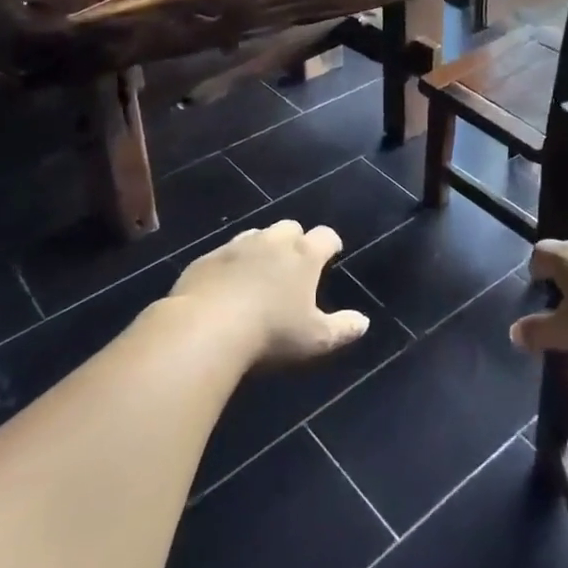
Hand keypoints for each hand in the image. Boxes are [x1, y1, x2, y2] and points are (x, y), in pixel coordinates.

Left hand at [170, 220, 368, 365]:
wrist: (205, 328)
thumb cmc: (270, 333)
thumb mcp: (315, 340)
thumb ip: (343, 329)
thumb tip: (363, 322)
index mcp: (303, 255)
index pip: (325, 236)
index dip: (331, 243)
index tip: (332, 253)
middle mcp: (272, 242)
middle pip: (290, 227)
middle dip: (295, 240)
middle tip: (294, 265)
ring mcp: (236, 247)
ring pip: (256, 235)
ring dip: (262, 247)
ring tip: (261, 272)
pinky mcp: (206, 259)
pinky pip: (224, 253)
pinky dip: (231, 263)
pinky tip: (226, 285)